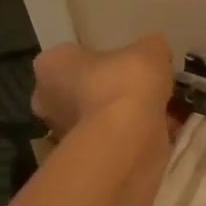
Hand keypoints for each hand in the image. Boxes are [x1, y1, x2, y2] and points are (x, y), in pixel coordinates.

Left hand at [30, 33, 174, 139]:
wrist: (129, 138)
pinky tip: (158, 129)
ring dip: (120, 115)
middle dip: (107, 90)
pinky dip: (130, 135)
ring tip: (156, 109)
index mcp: (51, 65)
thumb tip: (154, 52)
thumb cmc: (126, 82)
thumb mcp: (150, 49)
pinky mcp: (84, 158)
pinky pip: (110, 139)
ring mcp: (62, 133)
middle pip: (81, 89)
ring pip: (96, 117)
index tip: (124, 62)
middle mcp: (46, 99)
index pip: (71, 56)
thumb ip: (150, 47)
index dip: (99, 58)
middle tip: (140, 87)